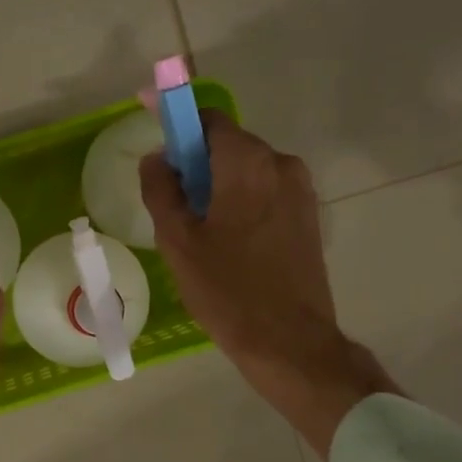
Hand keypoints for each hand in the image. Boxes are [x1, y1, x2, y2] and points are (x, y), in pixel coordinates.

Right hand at [139, 112, 400, 455]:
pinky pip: (265, 192)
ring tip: (198, 230)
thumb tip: (156, 159)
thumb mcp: (178, 241)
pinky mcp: (308, 216)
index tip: (152, 128)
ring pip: (246, 171)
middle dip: (195, 162)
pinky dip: (240, 201)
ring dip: (217, 184)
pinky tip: (226, 242)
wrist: (289, 342)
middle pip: (227, 145)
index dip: (175, 120)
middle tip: (171, 201)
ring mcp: (301, 191)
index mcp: (247, 163)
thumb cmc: (227, 290)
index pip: (206, 119)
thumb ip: (161, 190)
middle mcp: (281, 164)